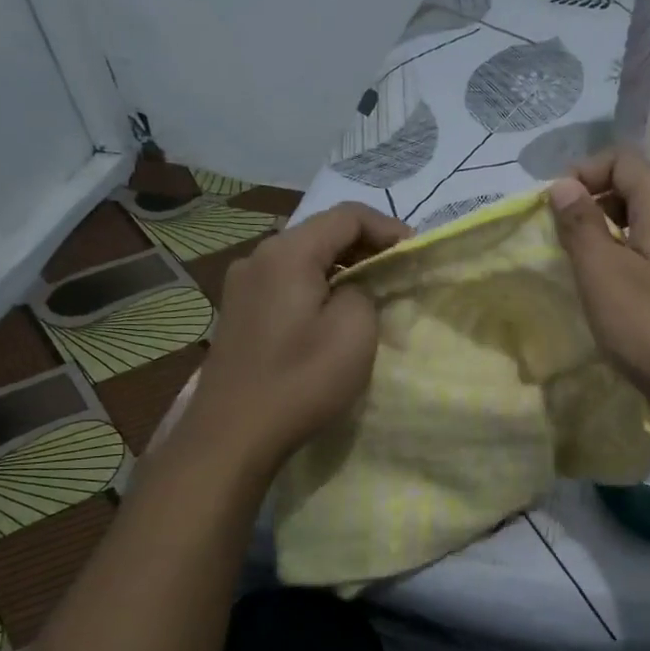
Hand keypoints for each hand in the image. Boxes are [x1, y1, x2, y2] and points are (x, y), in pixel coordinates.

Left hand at [180, 201, 409, 476]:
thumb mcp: (354, 331)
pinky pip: (287, 281)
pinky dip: (318, 285)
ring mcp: (243, 284)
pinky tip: (334, 312)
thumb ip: (364, 292)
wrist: (233, 435)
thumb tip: (352, 288)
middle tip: (399, 273)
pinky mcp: (239, 311)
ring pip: (304, 258)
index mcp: (287, 252)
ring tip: (373, 293)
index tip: (416, 254)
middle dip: (366, 246)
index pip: (347, 215)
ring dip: (342, 267)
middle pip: (322, 232)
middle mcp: (258, 256)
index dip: (388, 228)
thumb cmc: (301, 380)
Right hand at [549, 150, 649, 447]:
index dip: (585, 173)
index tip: (554, 207)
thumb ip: (581, 226)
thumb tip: (563, 185)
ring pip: (646, 231)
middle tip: (563, 241)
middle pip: (637, 192)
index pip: (624, 161)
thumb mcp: (605, 275)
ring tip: (582, 272)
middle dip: (594, 206)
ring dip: (609, 241)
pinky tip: (614, 302)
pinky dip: (629, 267)